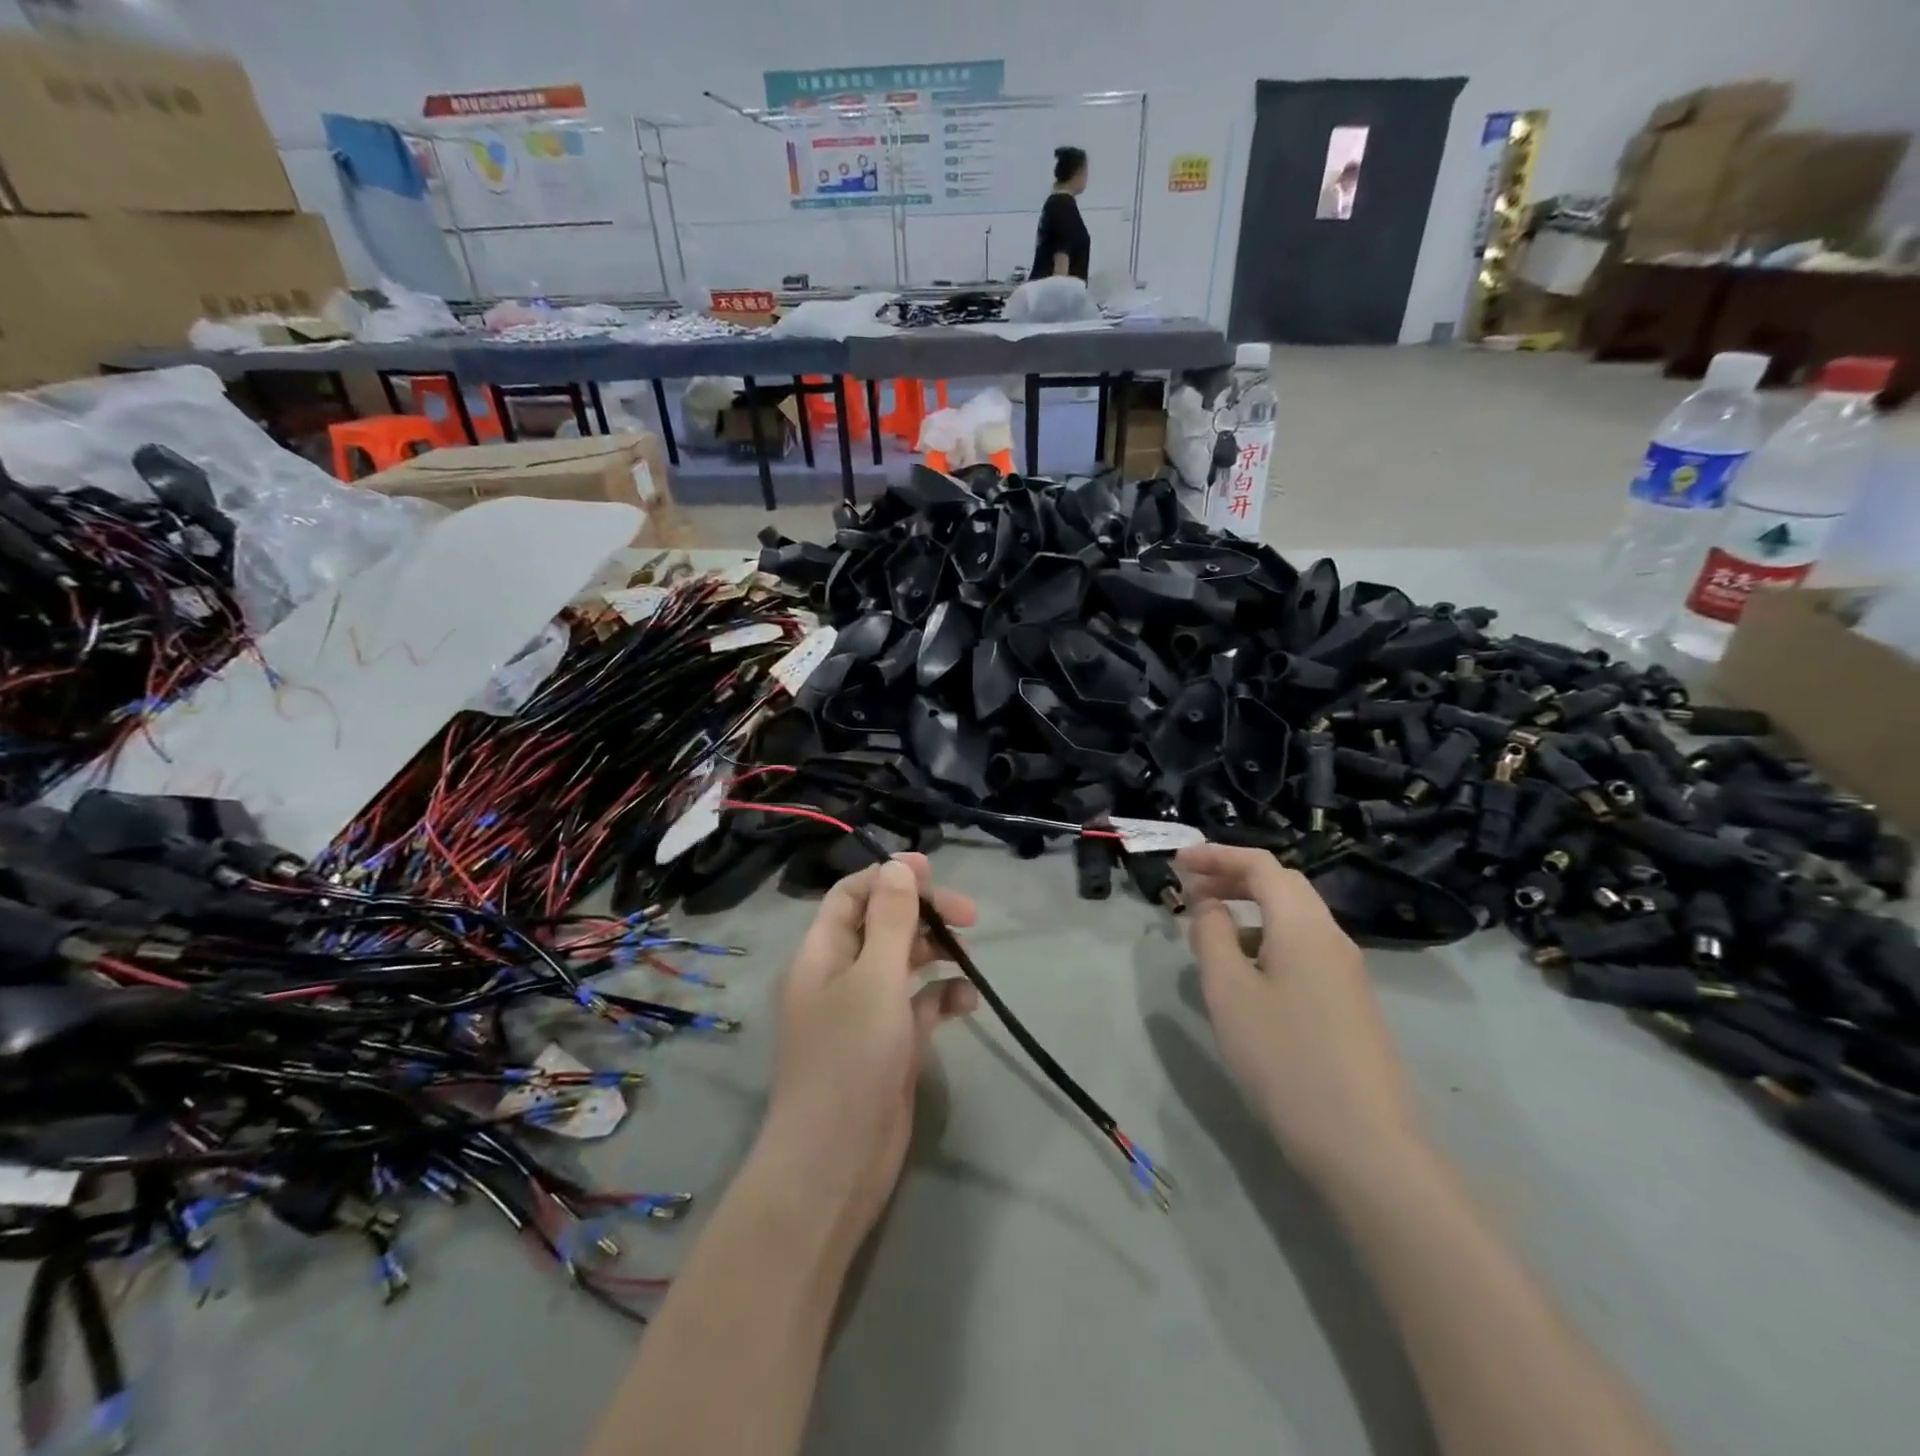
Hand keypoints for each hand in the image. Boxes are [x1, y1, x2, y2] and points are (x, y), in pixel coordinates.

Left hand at [755, 854, 978, 1251]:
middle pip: (881, 924)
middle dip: (922, 913)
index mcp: (822, 953)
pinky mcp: (889, 1044)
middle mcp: (840, 976)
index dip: (889, 877)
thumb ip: (890, 920)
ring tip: (967, 955)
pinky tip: (968, 1002)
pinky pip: (918, 1005)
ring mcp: (865, 1012)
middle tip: (967, 915)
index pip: (852, 895)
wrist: (836, 1162)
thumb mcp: (874, 978)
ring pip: (902, 963)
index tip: (934, 873)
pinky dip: (942, 996)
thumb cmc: (850, 1058)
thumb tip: (899, 866)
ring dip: (934, 952)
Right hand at [1176, 844, 1425, 1185]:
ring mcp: (1346, 971)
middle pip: (1281, 884)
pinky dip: (1267, 938)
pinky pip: (1303, 947)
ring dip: (1250, 909)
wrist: (1364, 1144)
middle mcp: (1331, 936)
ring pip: (1294, 917)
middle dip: (1233, 877)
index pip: (1260, 864)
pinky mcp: (1349, 1001)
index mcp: (1303, 924)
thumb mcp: (1229, 992)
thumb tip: (1208, 905)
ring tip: (1210, 932)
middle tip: (1190, 890)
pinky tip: (1246, 974)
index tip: (1178, 862)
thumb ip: (1211, 936)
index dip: (1216, 855)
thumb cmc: (1285, 1057)